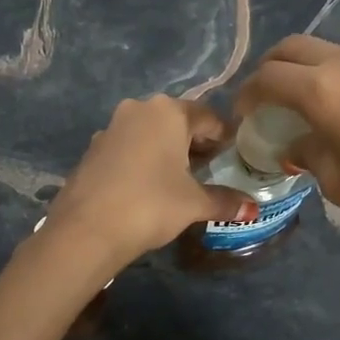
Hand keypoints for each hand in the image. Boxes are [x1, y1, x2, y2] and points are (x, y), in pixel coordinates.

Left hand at [42, 96, 252, 273]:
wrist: (86, 229)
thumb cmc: (150, 204)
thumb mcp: (194, 203)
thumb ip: (225, 201)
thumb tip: (253, 209)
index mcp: (168, 112)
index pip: (208, 117)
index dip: (224, 136)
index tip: (234, 155)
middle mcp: (138, 109)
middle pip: (177, 121)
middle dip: (195, 142)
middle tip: (210, 167)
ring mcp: (111, 127)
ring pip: (149, 132)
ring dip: (167, 149)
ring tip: (180, 178)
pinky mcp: (93, 149)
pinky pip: (128, 147)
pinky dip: (142, 159)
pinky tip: (148, 185)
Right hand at [233, 35, 339, 263]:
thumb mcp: (336, 181)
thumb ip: (307, 151)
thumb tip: (298, 142)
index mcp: (322, 89)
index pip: (267, 78)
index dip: (247, 96)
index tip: (244, 117)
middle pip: (292, 48)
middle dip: (271, 69)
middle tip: (268, 101)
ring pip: (330, 51)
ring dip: (308, 70)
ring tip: (310, 105)